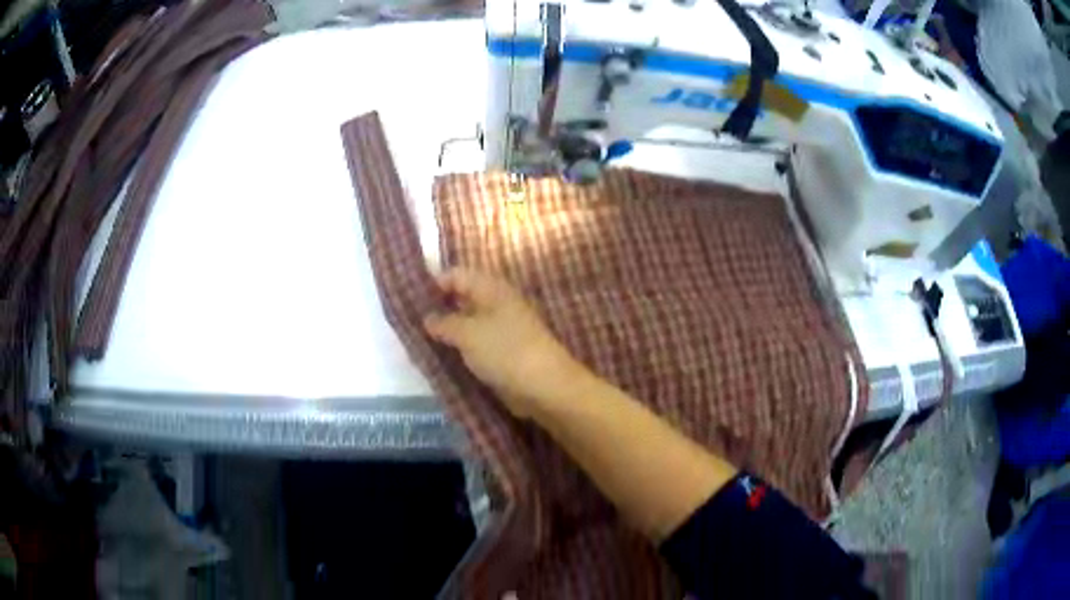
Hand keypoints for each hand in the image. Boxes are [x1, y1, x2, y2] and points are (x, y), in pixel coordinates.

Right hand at [423, 268, 587, 418]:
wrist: (544, 386)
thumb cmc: (505, 351)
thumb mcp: (468, 333)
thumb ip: (444, 323)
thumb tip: (427, 318)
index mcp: (491, 289)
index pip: (456, 275)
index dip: (433, 284)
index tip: (409, 300)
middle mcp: (496, 303)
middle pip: (461, 298)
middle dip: (437, 308)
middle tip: (409, 322)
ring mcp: (501, 329)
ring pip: (467, 323)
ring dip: (447, 331)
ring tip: (419, 340)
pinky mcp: (502, 352)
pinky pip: (475, 343)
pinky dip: (459, 347)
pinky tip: (440, 356)